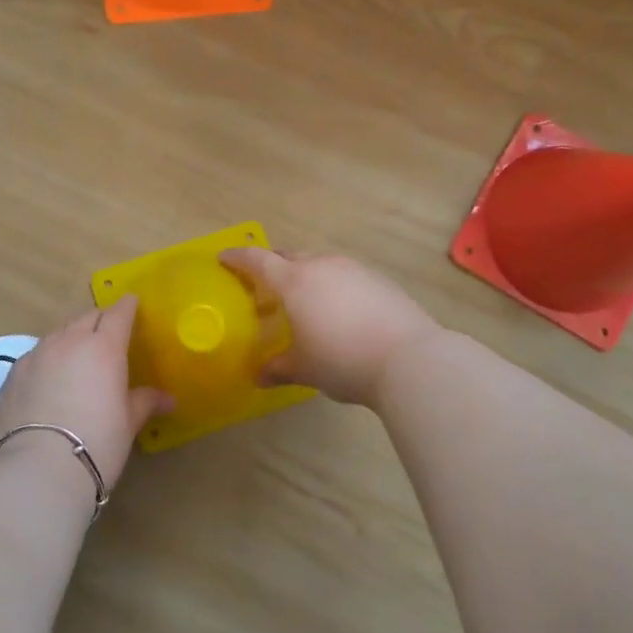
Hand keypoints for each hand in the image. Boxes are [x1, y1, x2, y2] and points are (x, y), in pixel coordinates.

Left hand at [0, 298, 170, 492]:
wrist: (36, 473)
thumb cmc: (96, 444)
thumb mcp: (128, 424)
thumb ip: (144, 402)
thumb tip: (168, 399)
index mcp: (104, 347)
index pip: (118, 314)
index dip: (127, 307)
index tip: (132, 304)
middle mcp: (68, 341)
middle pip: (87, 318)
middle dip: (100, 321)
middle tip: (108, 335)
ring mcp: (35, 356)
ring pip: (58, 334)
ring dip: (72, 339)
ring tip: (77, 358)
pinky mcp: (11, 376)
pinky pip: (35, 357)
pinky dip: (47, 361)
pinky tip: (48, 383)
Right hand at [219, 249, 439, 409]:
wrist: (409, 359)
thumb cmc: (343, 360)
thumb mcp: (305, 369)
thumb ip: (278, 367)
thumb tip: (259, 376)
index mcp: (295, 281)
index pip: (258, 260)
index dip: (238, 257)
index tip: (223, 257)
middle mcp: (322, 266)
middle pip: (289, 256)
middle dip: (272, 266)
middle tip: (263, 285)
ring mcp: (354, 269)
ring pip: (319, 263)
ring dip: (305, 274)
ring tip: (303, 300)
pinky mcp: (379, 279)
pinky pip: (344, 275)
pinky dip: (332, 285)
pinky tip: (339, 310)